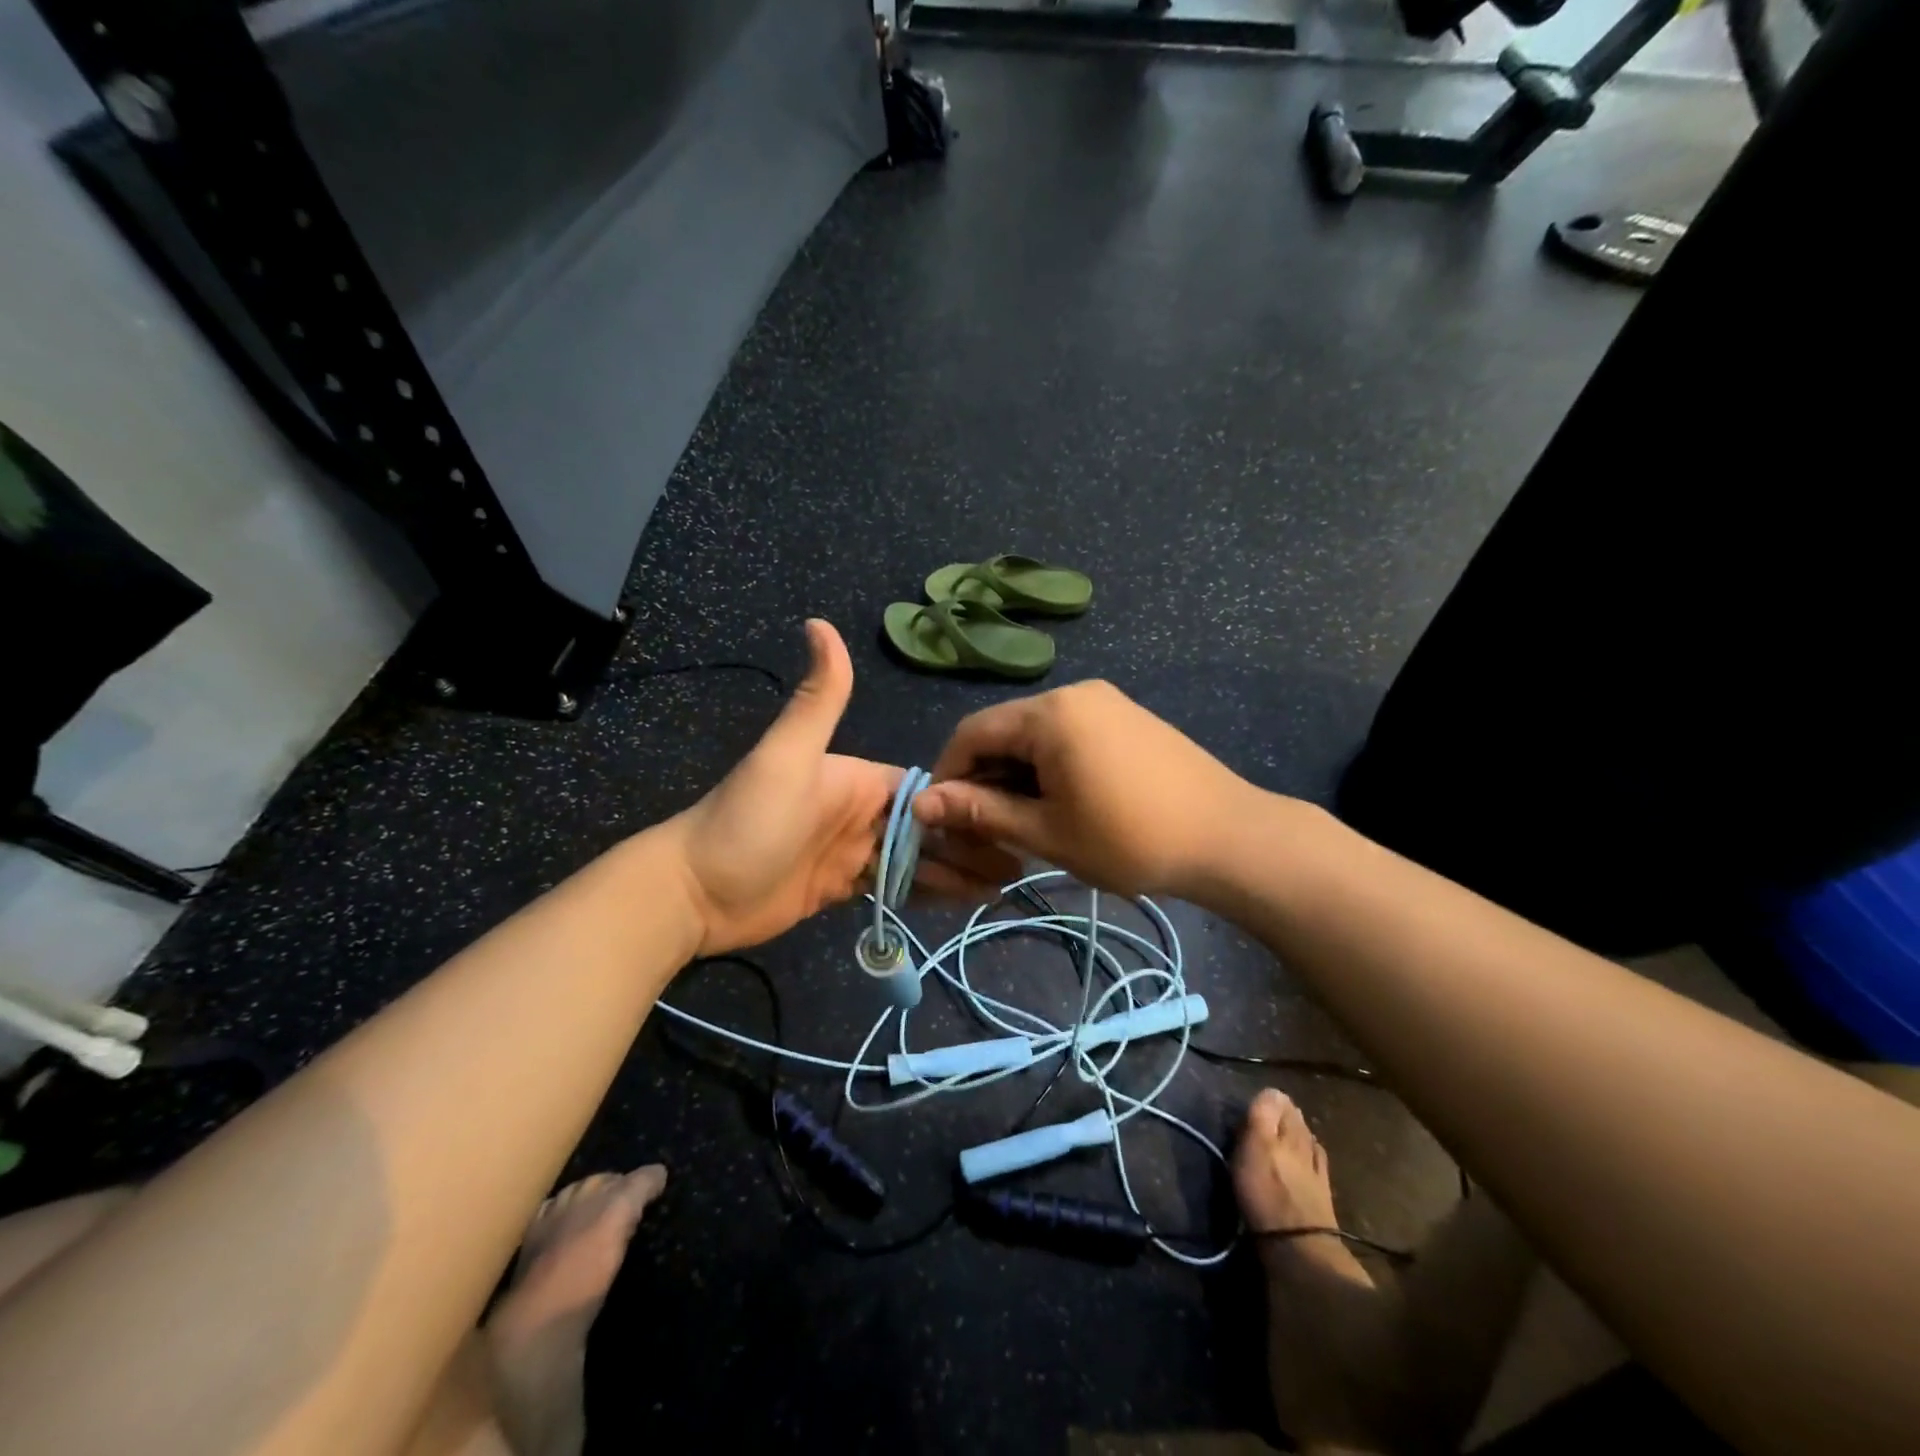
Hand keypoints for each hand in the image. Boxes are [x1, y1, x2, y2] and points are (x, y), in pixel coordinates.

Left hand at [667, 621, 1002, 955]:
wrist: (693, 893)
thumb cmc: (747, 822)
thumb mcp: (786, 756)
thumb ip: (818, 698)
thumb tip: (819, 621)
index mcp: (858, 778)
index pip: (924, 788)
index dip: (966, 803)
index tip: (1011, 821)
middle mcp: (861, 811)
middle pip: (929, 827)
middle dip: (972, 842)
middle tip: (1020, 867)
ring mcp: (852, 851)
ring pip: (918, 859)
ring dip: (958, 870)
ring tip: (1004, 888)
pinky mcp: (842, 887)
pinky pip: (895, 887)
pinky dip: (928, 893)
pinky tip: (963, 902)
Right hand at [913, 680, 1248, 898]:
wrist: (1229, 838)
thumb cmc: (1131, 839)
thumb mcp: (1047, 832)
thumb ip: (981, 813)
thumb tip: (920, 804)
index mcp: (1050, 713)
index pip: (972, 732)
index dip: (950, 774)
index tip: (946, 818)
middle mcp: (1074, 693)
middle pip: (1004, 729)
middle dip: (986, 777)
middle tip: (987, 828)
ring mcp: (1105, 701)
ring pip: (1036, 734)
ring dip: (1018, 774)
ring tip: (1025, 822)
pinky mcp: (1126, 716)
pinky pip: (1068, 734)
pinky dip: (1050, 765)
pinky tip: (1062, 803)